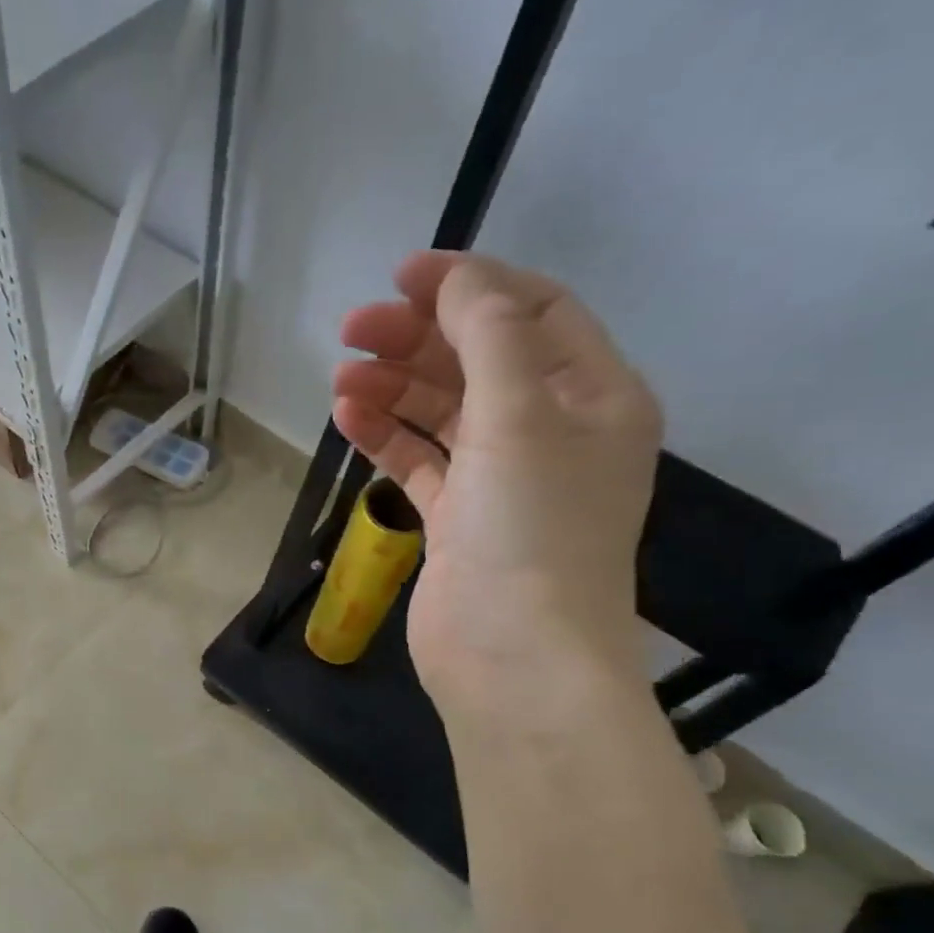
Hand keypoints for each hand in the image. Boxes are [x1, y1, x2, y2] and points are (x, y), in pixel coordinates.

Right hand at [333, 251, 661, 712]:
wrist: (512, 657)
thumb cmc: (530, 530)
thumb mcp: (521, 417)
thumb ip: (491, 337)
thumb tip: (458, 280)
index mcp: (593, 398)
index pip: (535, 314)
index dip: (472, 285)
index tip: (403, 275)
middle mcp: (553, 432)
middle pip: (481, 361)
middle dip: (419, 338)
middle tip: (352, 329)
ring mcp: (502, 481)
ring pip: (444, 412)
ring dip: (395, 388)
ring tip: (340, 378)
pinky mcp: (458, 521)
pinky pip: (421, 461)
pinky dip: (387, 437)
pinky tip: (347, 419)